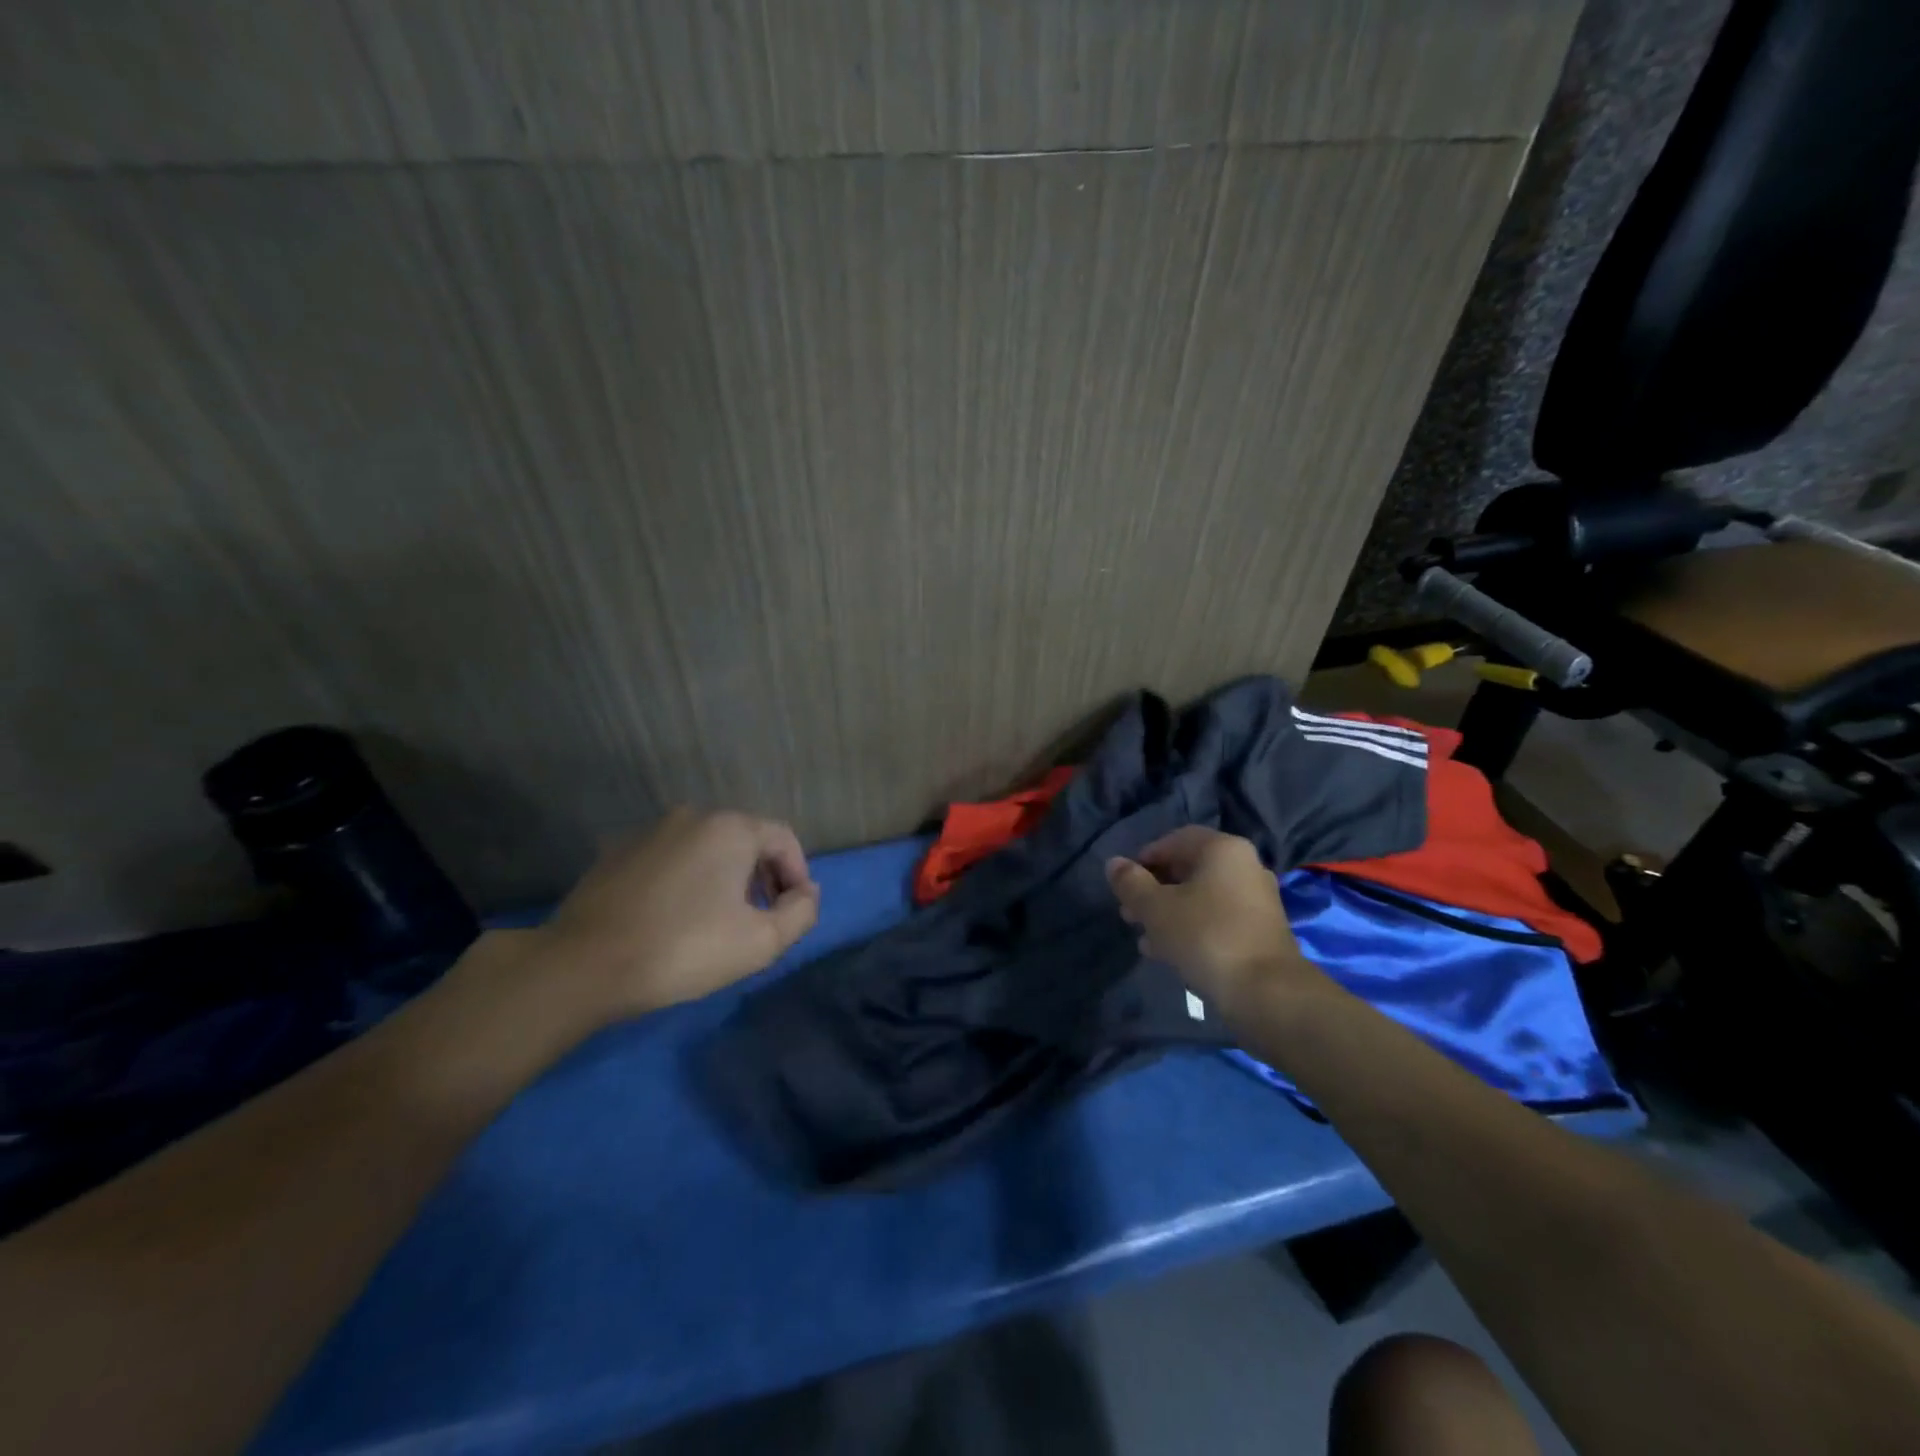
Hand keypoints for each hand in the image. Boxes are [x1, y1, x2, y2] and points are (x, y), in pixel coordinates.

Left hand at [537, 807, 819, 1020]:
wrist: (584, 964)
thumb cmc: (684, 948)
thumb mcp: (761, 941)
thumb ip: (801, 913)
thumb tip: (806, 894)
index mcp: (731, 828)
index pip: (784, 839)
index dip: (798, 875)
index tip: (793, 913)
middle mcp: (692, 816)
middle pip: (745, 840)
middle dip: (763, 877)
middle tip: (762, 918)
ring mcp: (649, 831)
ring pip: (706, 848)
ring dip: (725, 878)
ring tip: (719, 921)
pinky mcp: (616, 852)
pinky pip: (671, 859)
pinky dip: (686, 880)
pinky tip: (675, 917)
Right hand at [1105, 827, 1323, 1012]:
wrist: (1266, 993)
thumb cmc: (1205, 936)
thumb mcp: (1155, 908)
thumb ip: (1130, 883)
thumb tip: (1113, 864)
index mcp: (1223, 849)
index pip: (1175, 840)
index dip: (1144, 858)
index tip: (1124, 884)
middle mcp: (1245, 866)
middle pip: (1189, 869)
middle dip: (1155, 889)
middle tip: (1129, 912)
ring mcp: (1257, 900)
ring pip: (1202, 897)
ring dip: (1170, 912)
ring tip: (1143, 936)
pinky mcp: (1261, 932)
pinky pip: (1217, 920)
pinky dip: (1192, 928)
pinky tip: (1168, 953)